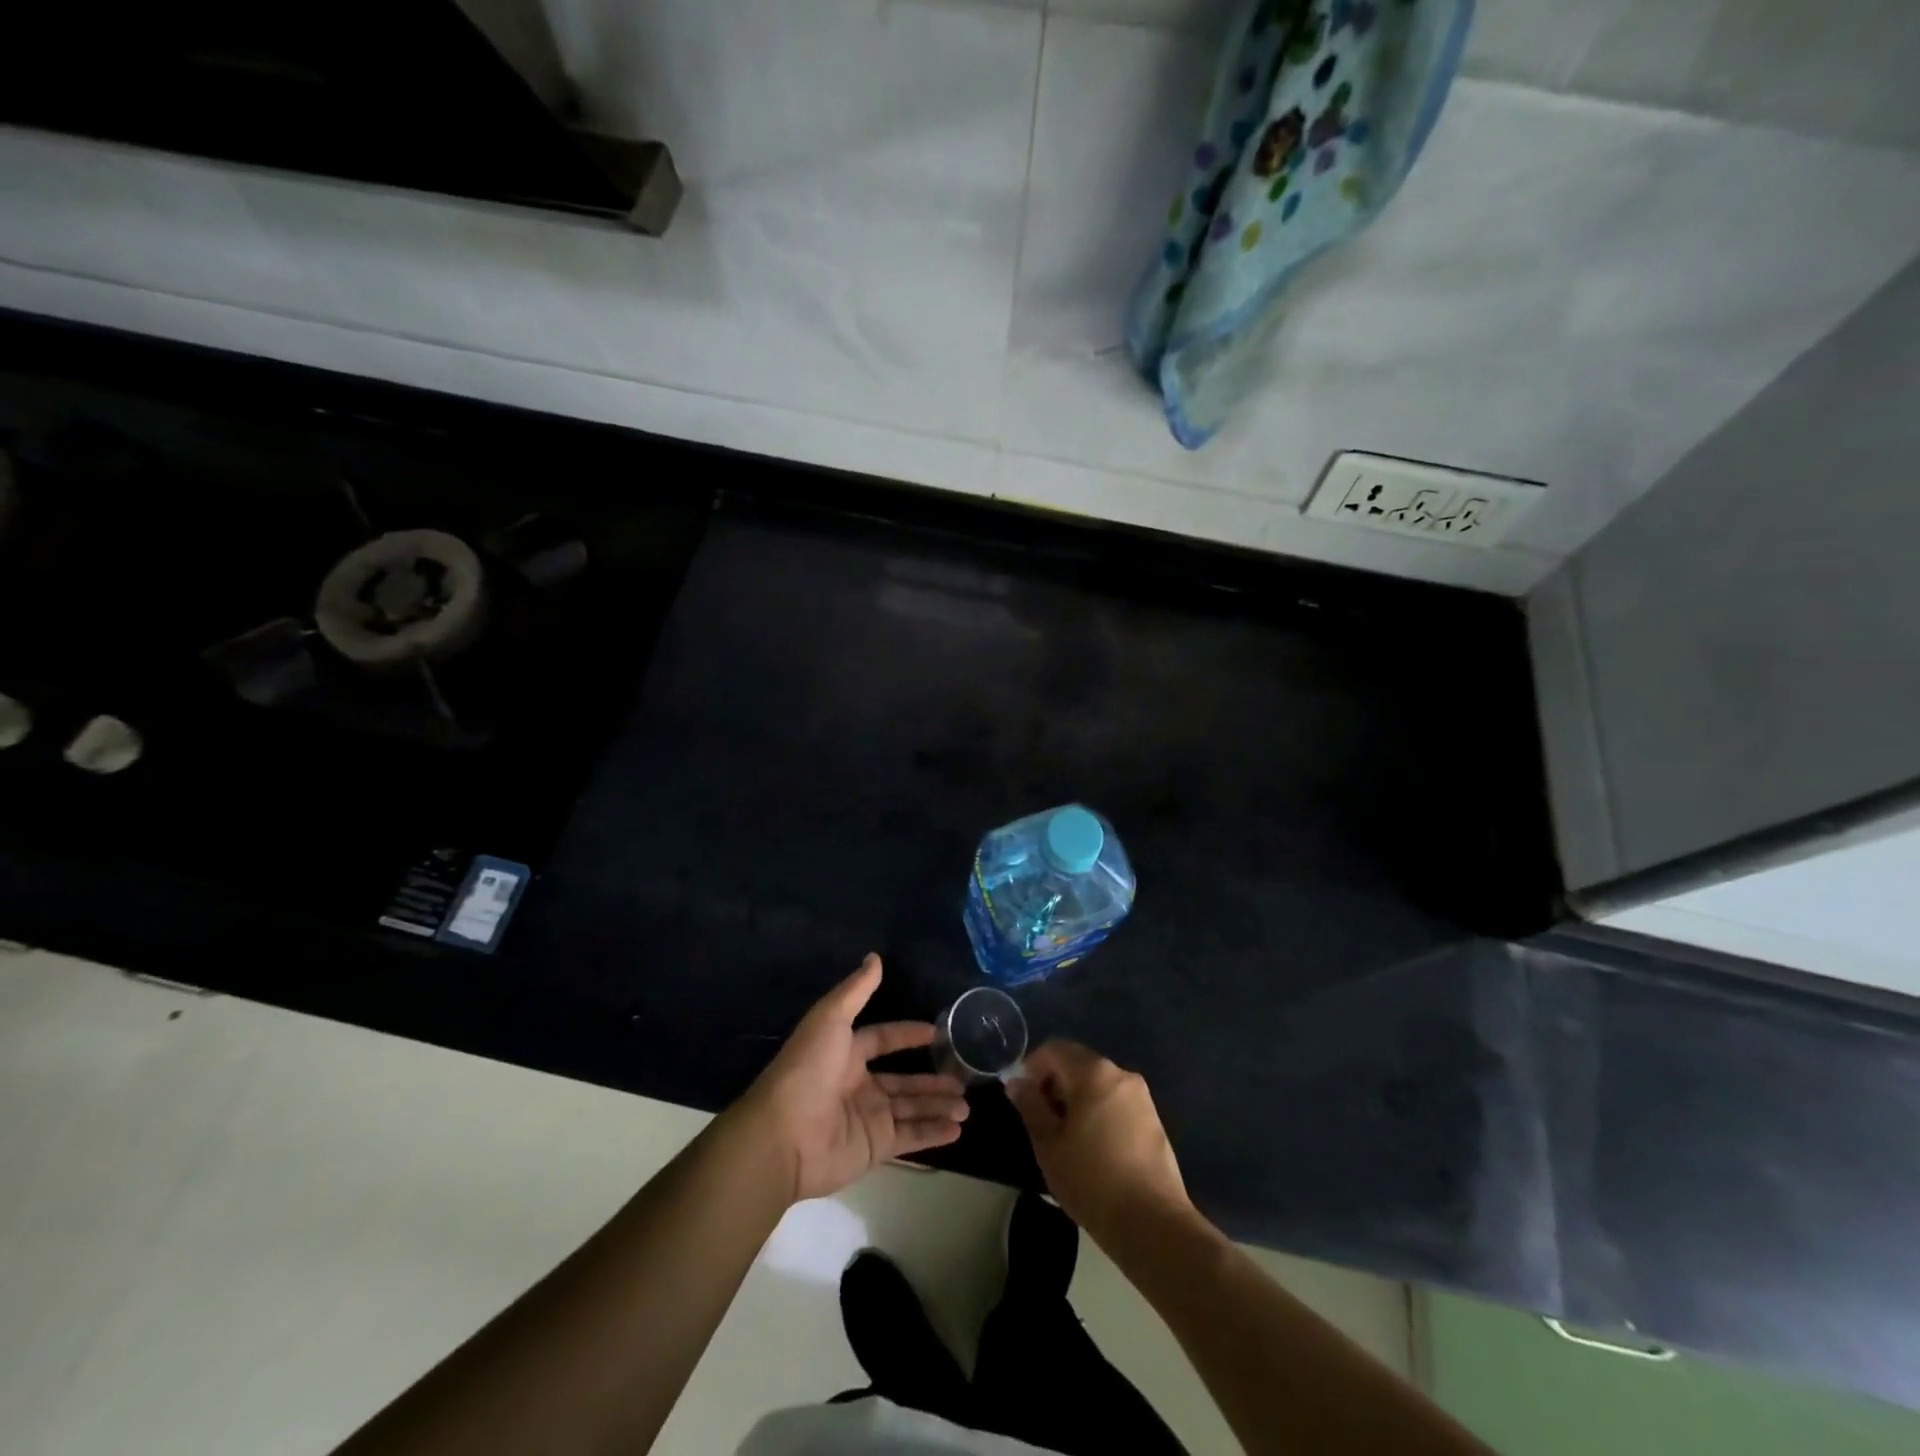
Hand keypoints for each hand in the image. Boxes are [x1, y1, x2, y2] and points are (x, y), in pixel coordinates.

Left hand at [738, 954, 968, 1203]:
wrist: (784, 1136)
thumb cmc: (808, 1070)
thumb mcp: (830, 1019)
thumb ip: (856, 990)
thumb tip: (875, 956)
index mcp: (845, 1053)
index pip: (882, 1039)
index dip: (908, 1035)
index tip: (937, 1033)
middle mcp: (857, 1085)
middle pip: (903, 1080)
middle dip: (932, 1079)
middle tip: (964, 1076)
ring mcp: (867, 1118)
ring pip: (910, 1109)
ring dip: (938, 1106)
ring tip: (967, 1105)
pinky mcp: (873, 1147)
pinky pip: (909, 1138)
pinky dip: (933, 1134)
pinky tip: (957, 1129)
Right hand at [1007, 1040, 1192, 1247]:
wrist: (1153, 1224)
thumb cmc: (1092, 1180)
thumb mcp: (1049, 1145)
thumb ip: (1030, 1106)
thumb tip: (1017, 1082)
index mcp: (1093, 1072)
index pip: (1054, 1049)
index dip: (1032, 1067)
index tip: (1022, 1097)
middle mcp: (1120, 1074)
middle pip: (1078, 1063)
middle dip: (1055, 1083)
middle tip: (1041, 1120)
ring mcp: (1141, 1096)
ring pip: (1098, 1083)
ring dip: (1077, 1098)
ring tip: (1066, 1138)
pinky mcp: (1154, 1119)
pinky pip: (1116, 1102)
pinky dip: (1098, 1111)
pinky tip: (1094, 1148)